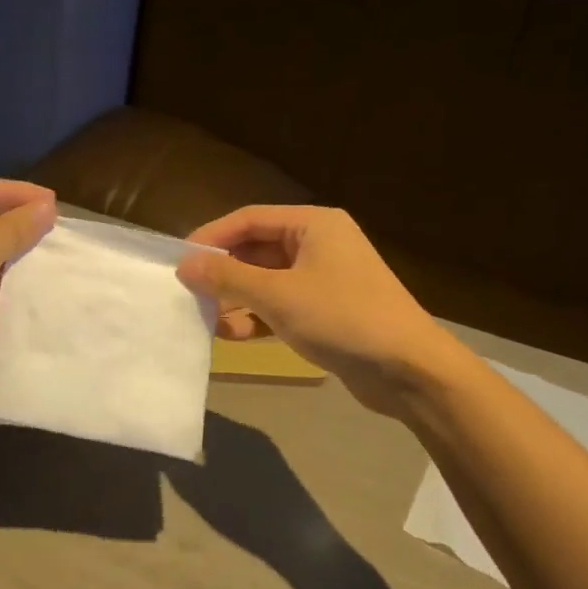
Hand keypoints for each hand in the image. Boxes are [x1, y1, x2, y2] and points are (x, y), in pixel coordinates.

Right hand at [177, 206, 451, 414]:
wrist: (408, 369)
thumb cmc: (342, 317)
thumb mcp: (278, 295)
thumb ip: (227, 278)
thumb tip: (184, 265)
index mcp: (313, 225)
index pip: (249, 219)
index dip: (211, 237)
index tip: (179, 260)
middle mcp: (318, 245)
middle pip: (255, 250)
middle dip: (222, 272)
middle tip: (187, 291)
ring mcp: (323, 280)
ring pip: (265, 281)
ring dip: (235, 298)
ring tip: (204, 317)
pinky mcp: (325, 312)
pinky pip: (279, 306)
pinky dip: (256, 317)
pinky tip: (232, 335)